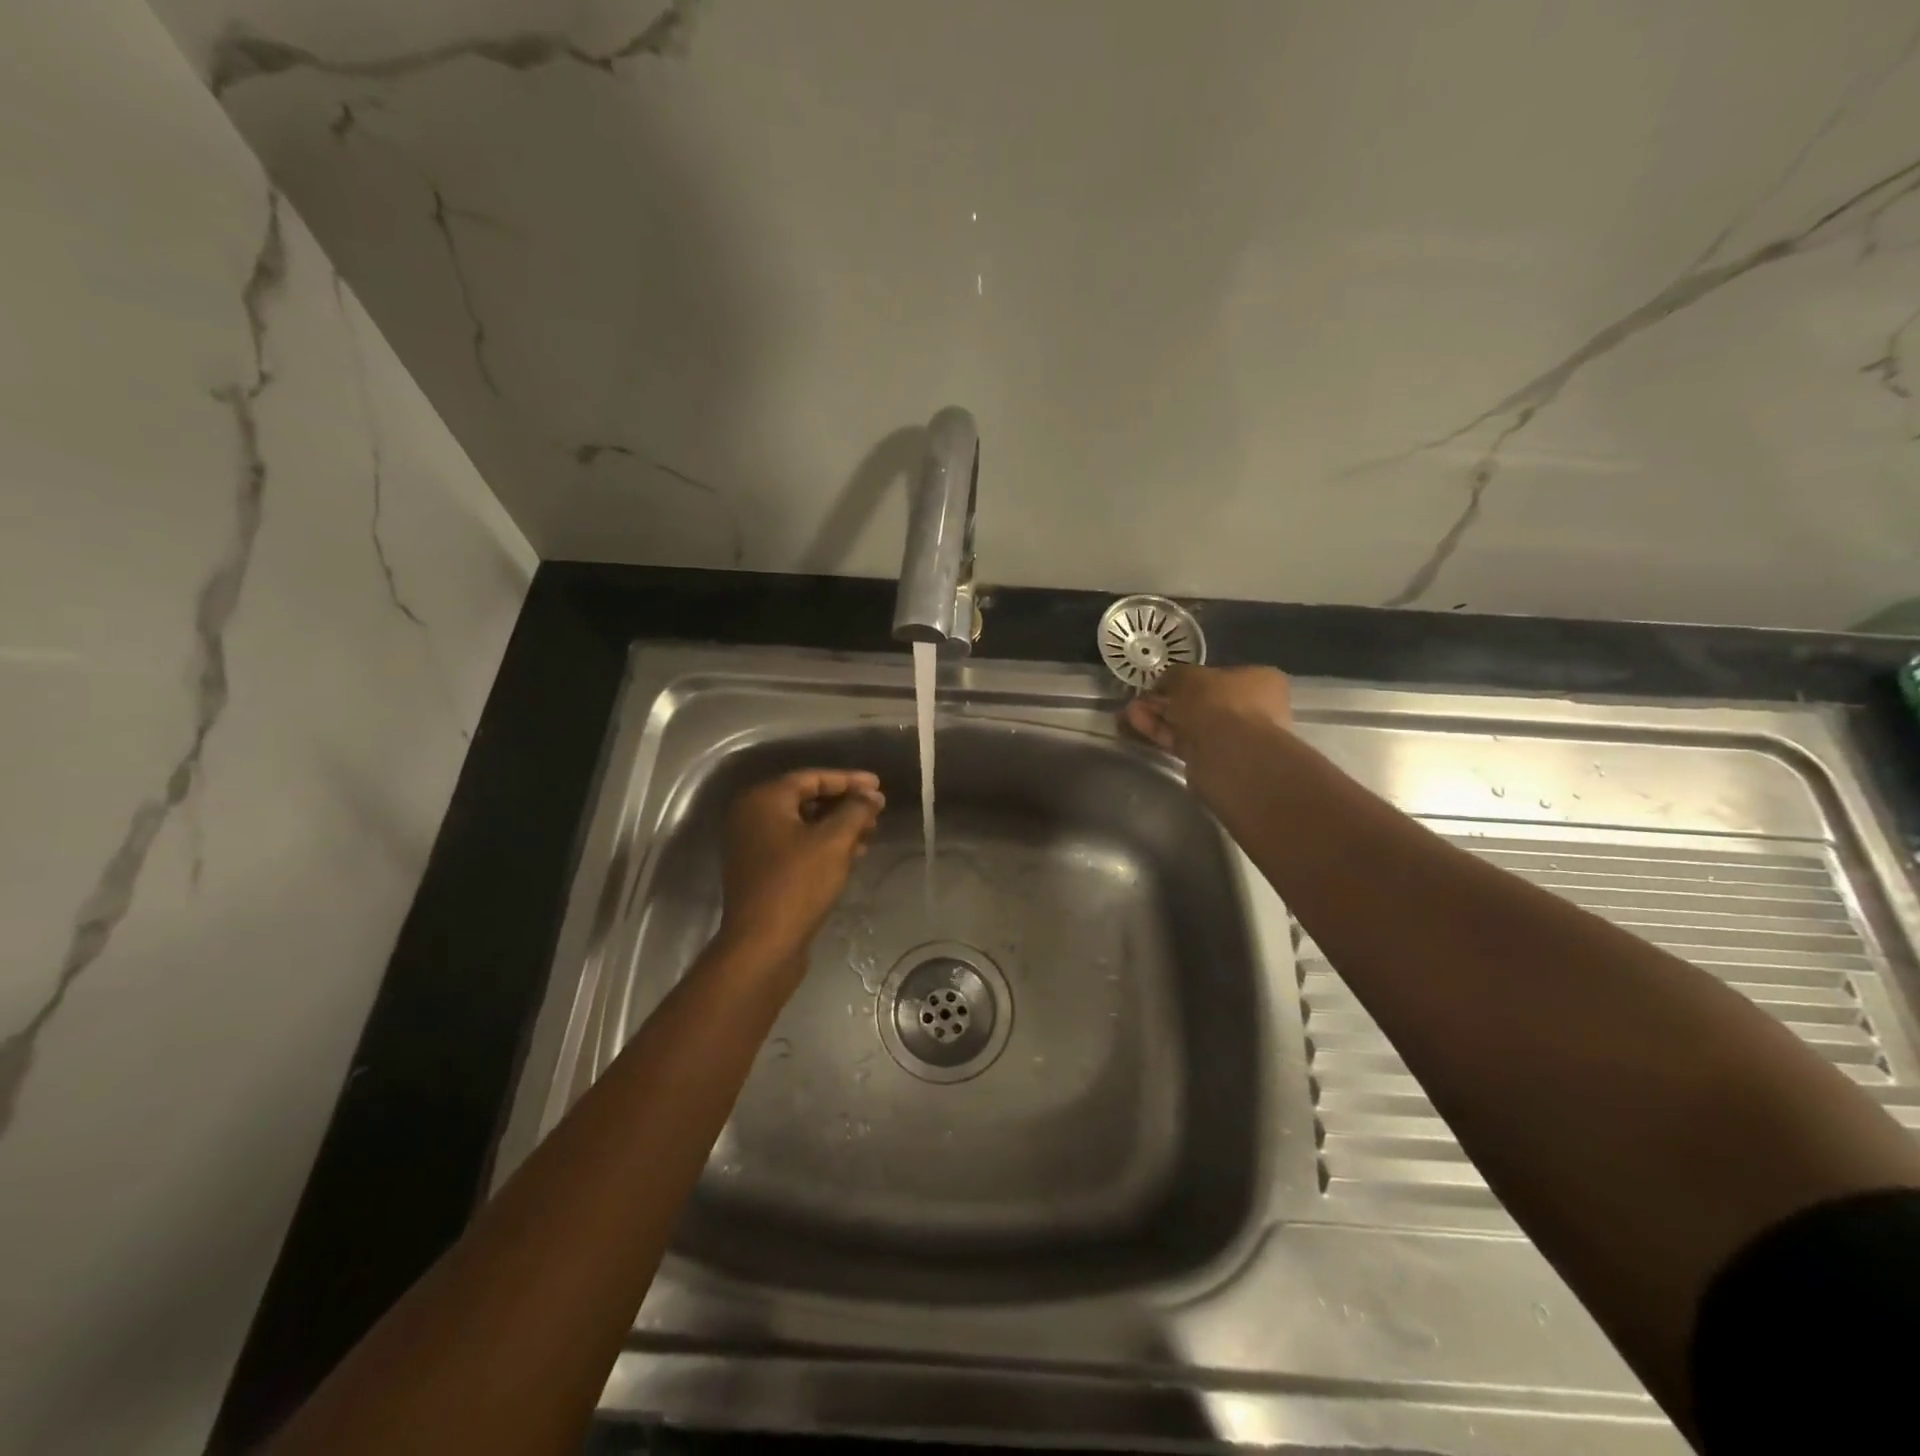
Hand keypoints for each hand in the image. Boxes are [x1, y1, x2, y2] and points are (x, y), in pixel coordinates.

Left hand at [717, 768, 884, 967]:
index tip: (879, 786)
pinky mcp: (762, 872)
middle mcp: (753, 817)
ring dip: (838, 827)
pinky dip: (824, 846)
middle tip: (877, 811)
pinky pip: (798, 847)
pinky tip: (853, 855)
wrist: (762, 945)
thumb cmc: (797, 884)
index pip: (812, 778)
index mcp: (764, 800)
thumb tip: (872, 795)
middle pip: (807, 800)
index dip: (849, 780)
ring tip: (871, 833)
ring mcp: (754, 846)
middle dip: (845, 805)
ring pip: (804, 825)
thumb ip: (856, 811)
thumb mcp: (834, 841)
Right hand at [1122, 664, 1293, 801]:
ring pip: (1191, 724)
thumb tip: (1166, 683)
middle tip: (1140, 700)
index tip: (1162, 683)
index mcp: (1261, 681)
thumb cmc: (1219, 703)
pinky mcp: (1215, 761)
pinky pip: (1185, 743)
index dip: (1189, 680)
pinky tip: (1136, 726)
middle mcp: (1254, 709)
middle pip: (1203, 703)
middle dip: (1168, 701)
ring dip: (1160, 718)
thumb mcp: (1190, 676)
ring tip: (1129, 713)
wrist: (1229, 754)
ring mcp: (1235, 738)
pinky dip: (1162, 734)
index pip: (1222, 676)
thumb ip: (1175, 677)